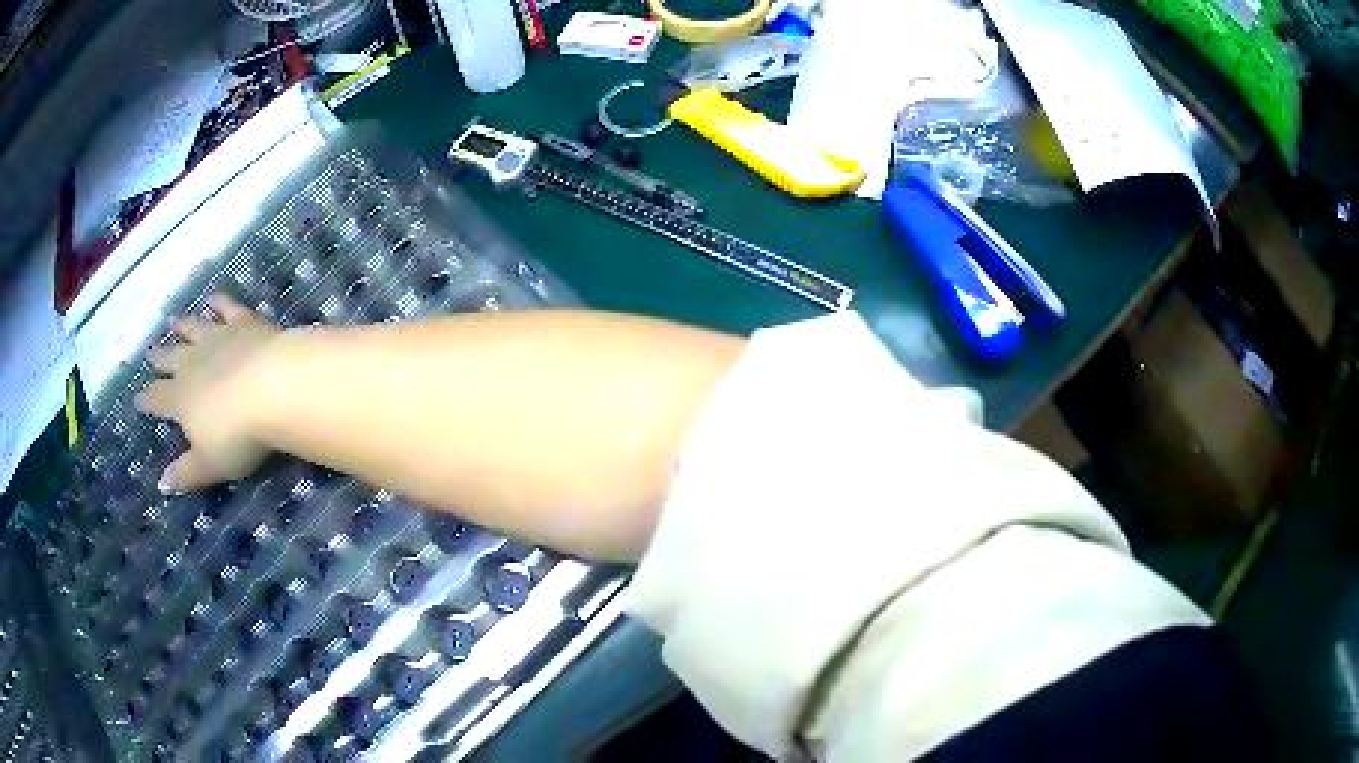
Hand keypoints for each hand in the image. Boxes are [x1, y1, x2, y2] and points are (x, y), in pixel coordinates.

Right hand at [135, 294, 280, 492]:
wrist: (275, 387)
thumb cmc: (239, 436)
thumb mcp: (210, 464)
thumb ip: (186, 473)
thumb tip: (162, 485)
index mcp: (180, 399)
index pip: (158, 400)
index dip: (147, 401)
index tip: (137, 399)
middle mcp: (193, 363)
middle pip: (171, 359)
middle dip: (159, 358)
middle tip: (149, 351)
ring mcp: (218, 338)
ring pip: (194, 329)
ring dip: (182, 325)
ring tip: (172, 319)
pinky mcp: (244, 323)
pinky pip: (227, 308)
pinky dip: (219, 302)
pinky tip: (214, 297)